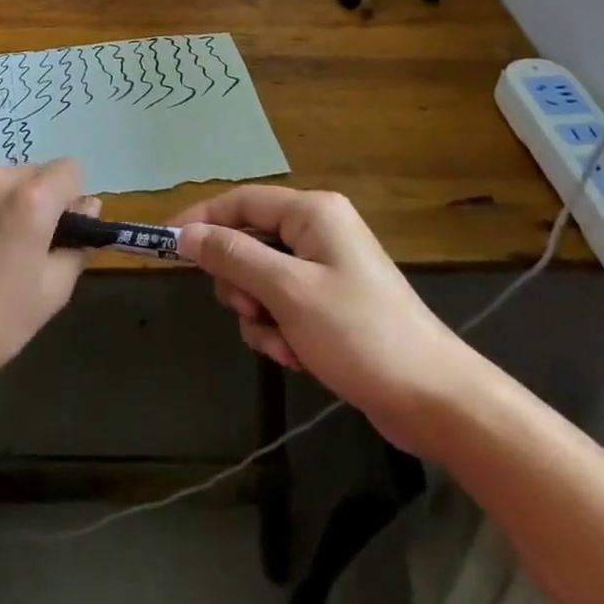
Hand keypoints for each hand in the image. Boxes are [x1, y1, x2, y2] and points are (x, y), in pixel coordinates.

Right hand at [172, 186, 480, 453]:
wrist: (436, 401)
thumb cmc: (360, 333)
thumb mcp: (287, 291)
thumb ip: (232, 256)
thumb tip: (185, 234)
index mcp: (312, 212)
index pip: (240, 201)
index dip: (201, 219)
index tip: (166, 244)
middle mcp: (317, 232)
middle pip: (248, 243)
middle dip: (240, 282)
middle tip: (249, 310)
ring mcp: (325, 269)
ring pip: (260, 280)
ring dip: (260, 314)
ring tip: (282, 343)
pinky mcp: (330, 305)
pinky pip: (281, 306)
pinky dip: (279, 331)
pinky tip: (297, 357)